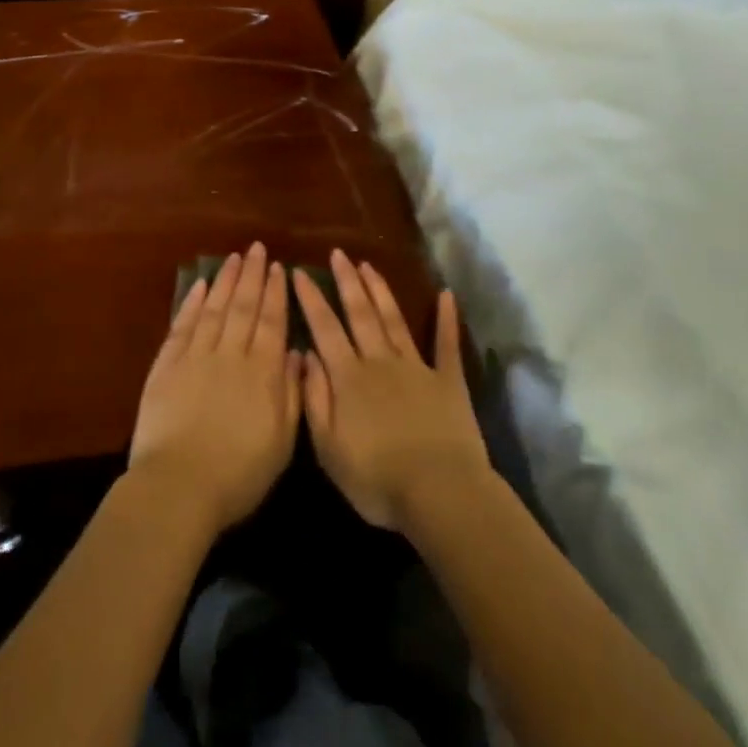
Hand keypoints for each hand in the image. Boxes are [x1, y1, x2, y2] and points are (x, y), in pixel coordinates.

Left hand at [128, 242, 301, 532]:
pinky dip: (193, 303)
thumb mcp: (282, 442)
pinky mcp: (167, 365)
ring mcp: (196, 356)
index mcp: (262, 371)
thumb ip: (291, 393)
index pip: (271, 321)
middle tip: (257, 249)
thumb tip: (294, 353)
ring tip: (234, 257)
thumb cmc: (238, 474)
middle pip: (243, 306)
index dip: (275, 293)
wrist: (178, 486)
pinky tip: (201, 286)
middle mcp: (230, 353)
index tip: (279, 268)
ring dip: (225, 281)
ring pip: (214, 308)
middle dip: (252, 275)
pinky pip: (183, 325)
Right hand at [293, 250, 492, 530]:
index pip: (324, 329)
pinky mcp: (448, 381)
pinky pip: (446, 344)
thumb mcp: (329, 449)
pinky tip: (446, 295)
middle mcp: (380, 361)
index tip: (300, 272)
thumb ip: (315, 399)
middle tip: (338, 253)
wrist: (440, 493)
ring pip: (393, 320)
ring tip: (369, 265)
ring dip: (380, 290)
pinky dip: (447, 319)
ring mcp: (416, 367)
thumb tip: (305, 356)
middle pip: (360, 313)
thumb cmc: (377, 480)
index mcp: (349, 378)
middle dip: (347, 281)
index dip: (311, 299)